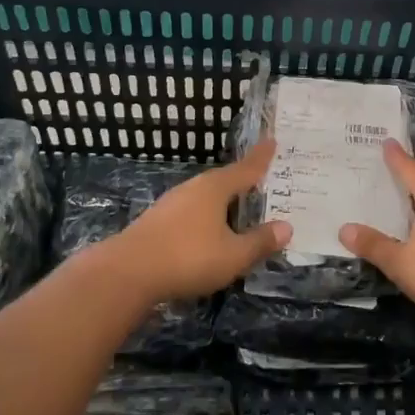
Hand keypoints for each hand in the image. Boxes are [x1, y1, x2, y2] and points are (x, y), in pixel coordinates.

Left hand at [103, 137, 290, 300]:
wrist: (127, 273)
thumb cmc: (188, 258)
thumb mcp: (233, 255)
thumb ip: (260, 242)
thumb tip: (287, 227)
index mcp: (215, 188)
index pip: (246, 169)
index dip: (261, 158)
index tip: (272, 141)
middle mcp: (193, 188)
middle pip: (224, 180)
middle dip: (242, 181)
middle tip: (261, 180)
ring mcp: (171, 203)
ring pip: (205, 197)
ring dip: (223, 202)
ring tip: (238, 209)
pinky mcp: (157, 221)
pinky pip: (191, 212)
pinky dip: (206, 216)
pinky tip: (209, 232)